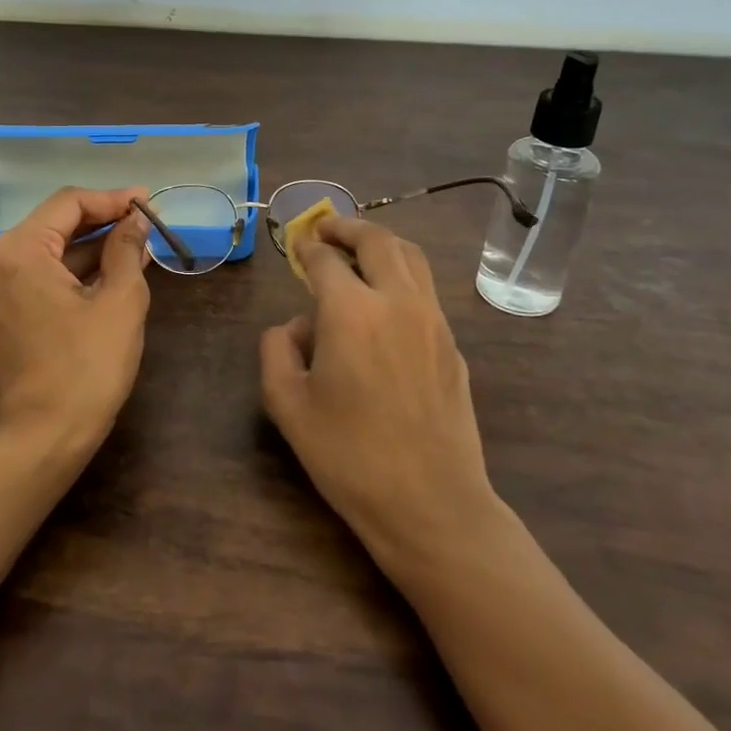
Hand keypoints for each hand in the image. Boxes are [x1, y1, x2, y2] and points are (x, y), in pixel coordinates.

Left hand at [0, 186, 152, 453]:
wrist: (47, 435)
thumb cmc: (87, 366)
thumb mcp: (119, 300)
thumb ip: (127, 248)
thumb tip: (136, 220)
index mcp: (17, 250)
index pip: (68, 204)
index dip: (111, 199)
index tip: (148, 201)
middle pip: (55, 223)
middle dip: (102, 220)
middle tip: (145, 220)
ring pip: (49, 247)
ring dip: (91, 245)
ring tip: (138, 242)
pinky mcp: (1, 307)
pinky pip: (41, 272)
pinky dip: (74, 268)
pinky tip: (112, 266)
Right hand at [259, 215, 504, 571]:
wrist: (431, 504)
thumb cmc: (349, 456)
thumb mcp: (287, 405)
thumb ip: (276, 350)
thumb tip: (295, 326)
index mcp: (352, 311)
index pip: (326, 260)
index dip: (307, 246)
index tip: (297, 244)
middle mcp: (398, 301)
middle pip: (377, 240)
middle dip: (348, 227)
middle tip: (327, 229)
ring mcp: (433, 321)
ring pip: (412, 258)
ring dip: (382, 244)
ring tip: (359, 251)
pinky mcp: (453, 346)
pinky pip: (426, 291)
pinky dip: (402, 277)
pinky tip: (386, 303)